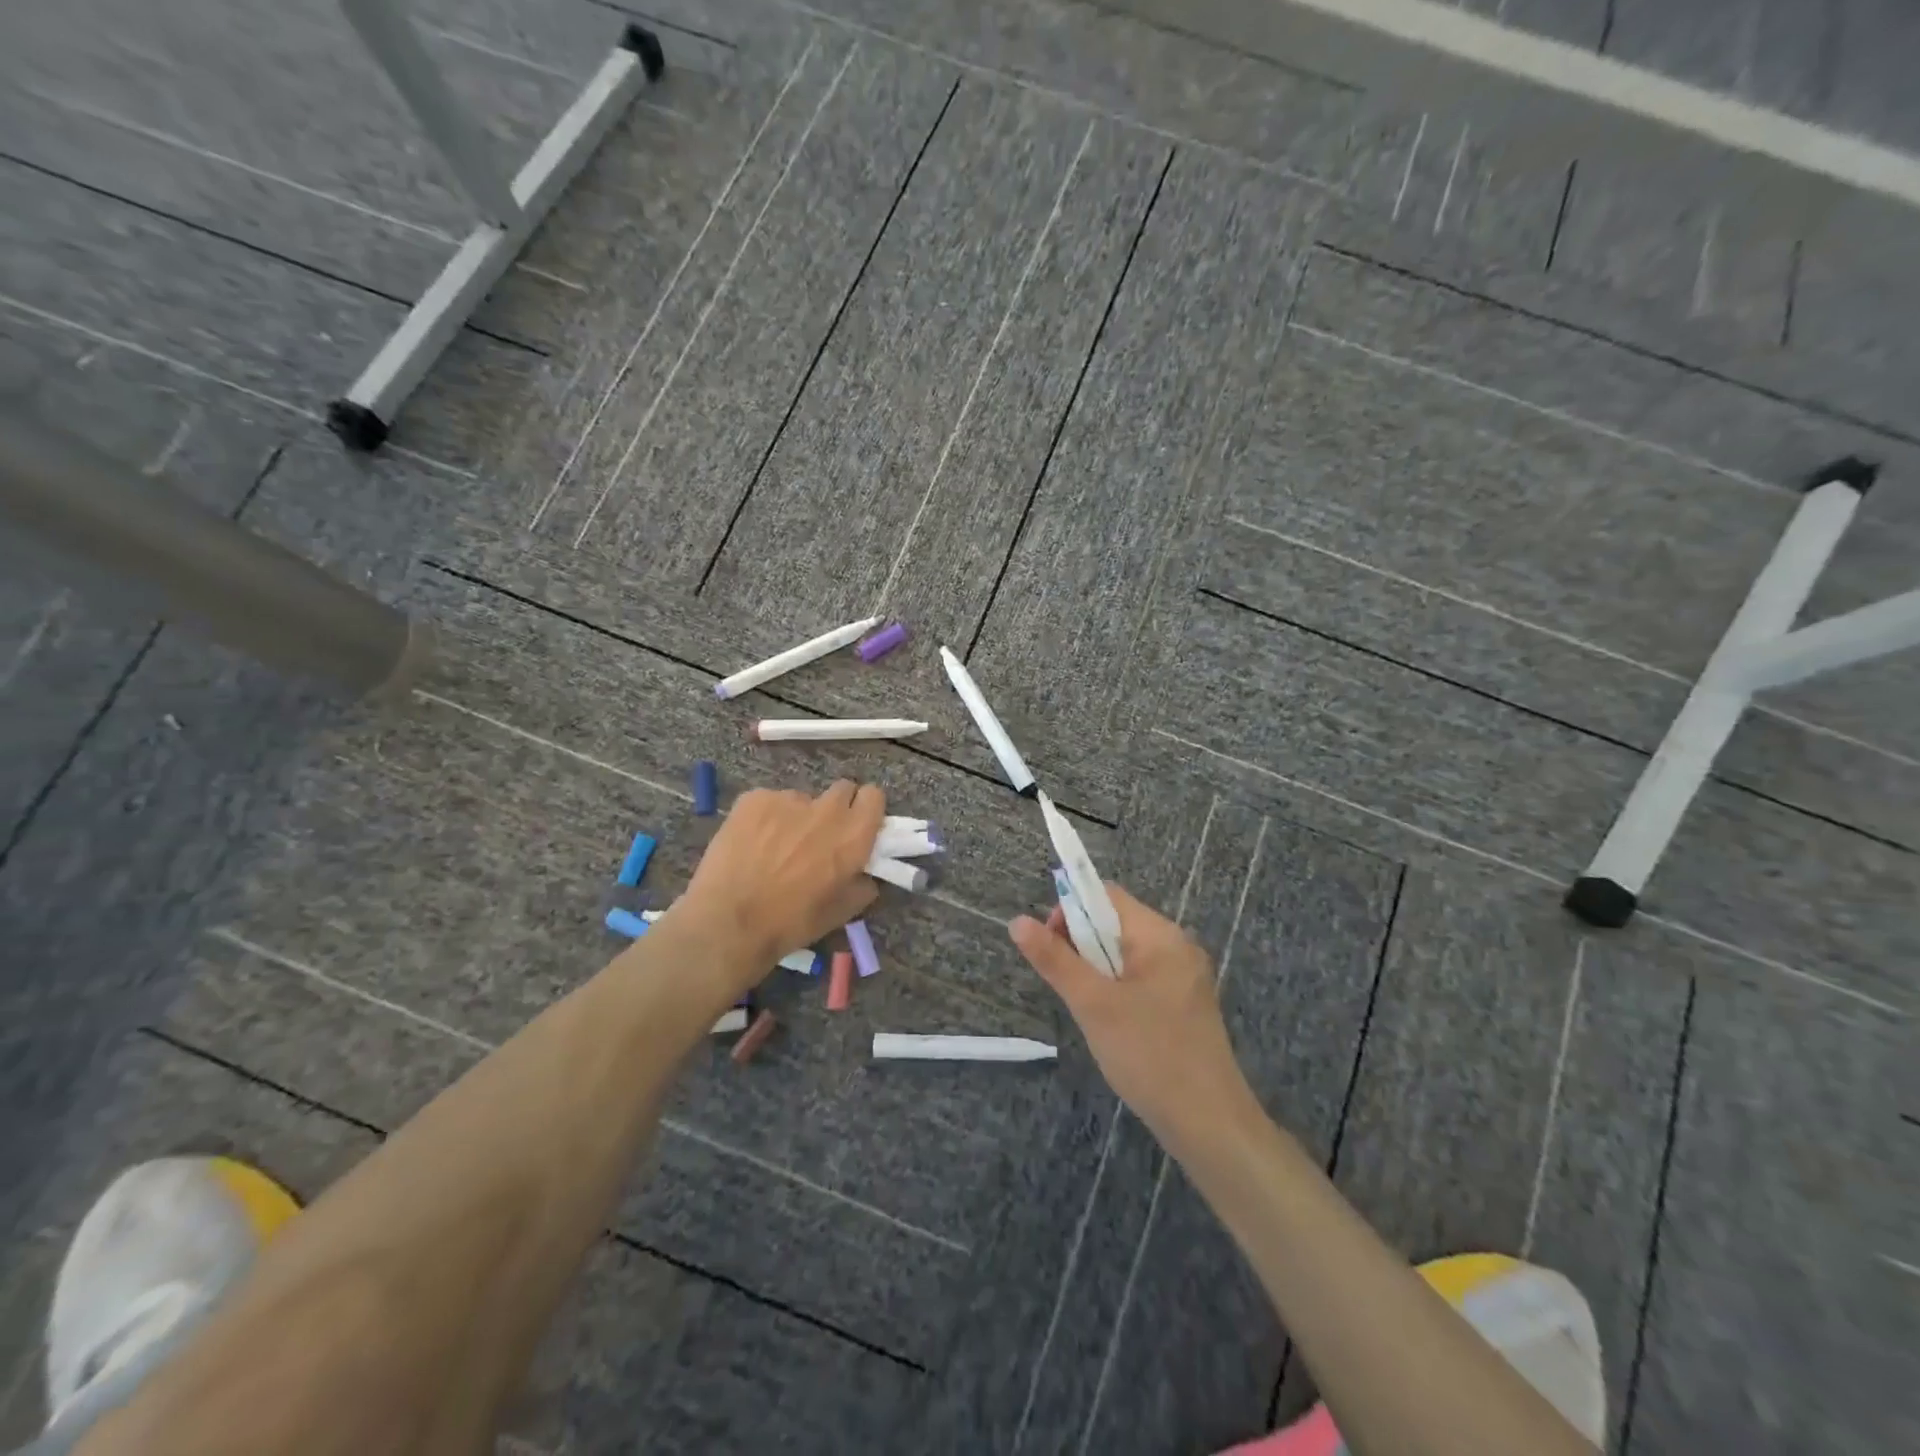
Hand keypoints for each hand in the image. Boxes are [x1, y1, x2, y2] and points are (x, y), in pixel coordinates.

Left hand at [680, 780, 883, 990]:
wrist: (728, 923)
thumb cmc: (790, 923)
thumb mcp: (841, 913)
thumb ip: (862, 885)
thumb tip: (864, 874)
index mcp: (853, 836)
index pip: (874, 796)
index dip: (865, 810)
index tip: (856, 826)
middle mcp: (826, 810)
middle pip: (842, 789)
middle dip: (835, 808)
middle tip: (818, 836)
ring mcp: (788, 799)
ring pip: (802, 798)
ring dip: (797, 816)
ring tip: (774, 846)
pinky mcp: (754, 798)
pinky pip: (769, 801)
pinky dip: (765, 818)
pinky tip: (750, 844)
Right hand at [1009, 885, 1254, 1144]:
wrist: (1209, 1124)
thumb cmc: (1149, 1055)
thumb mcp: (1093, 1005)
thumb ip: (1055, 960)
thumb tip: (1018, 921)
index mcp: (1160, 935)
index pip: (1106, 895)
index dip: (1070, 909)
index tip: (1049, 945)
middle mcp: (1176, 946)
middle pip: (1115, 922)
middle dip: (1081, 944)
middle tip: (1067, 985)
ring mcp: (1184, 976)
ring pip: (1125, 954)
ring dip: (1096, 970)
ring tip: (1088, 1008)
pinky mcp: (1184, 1003)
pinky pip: (1140, 977)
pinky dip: (1116, 988)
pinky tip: (1110, 1023)